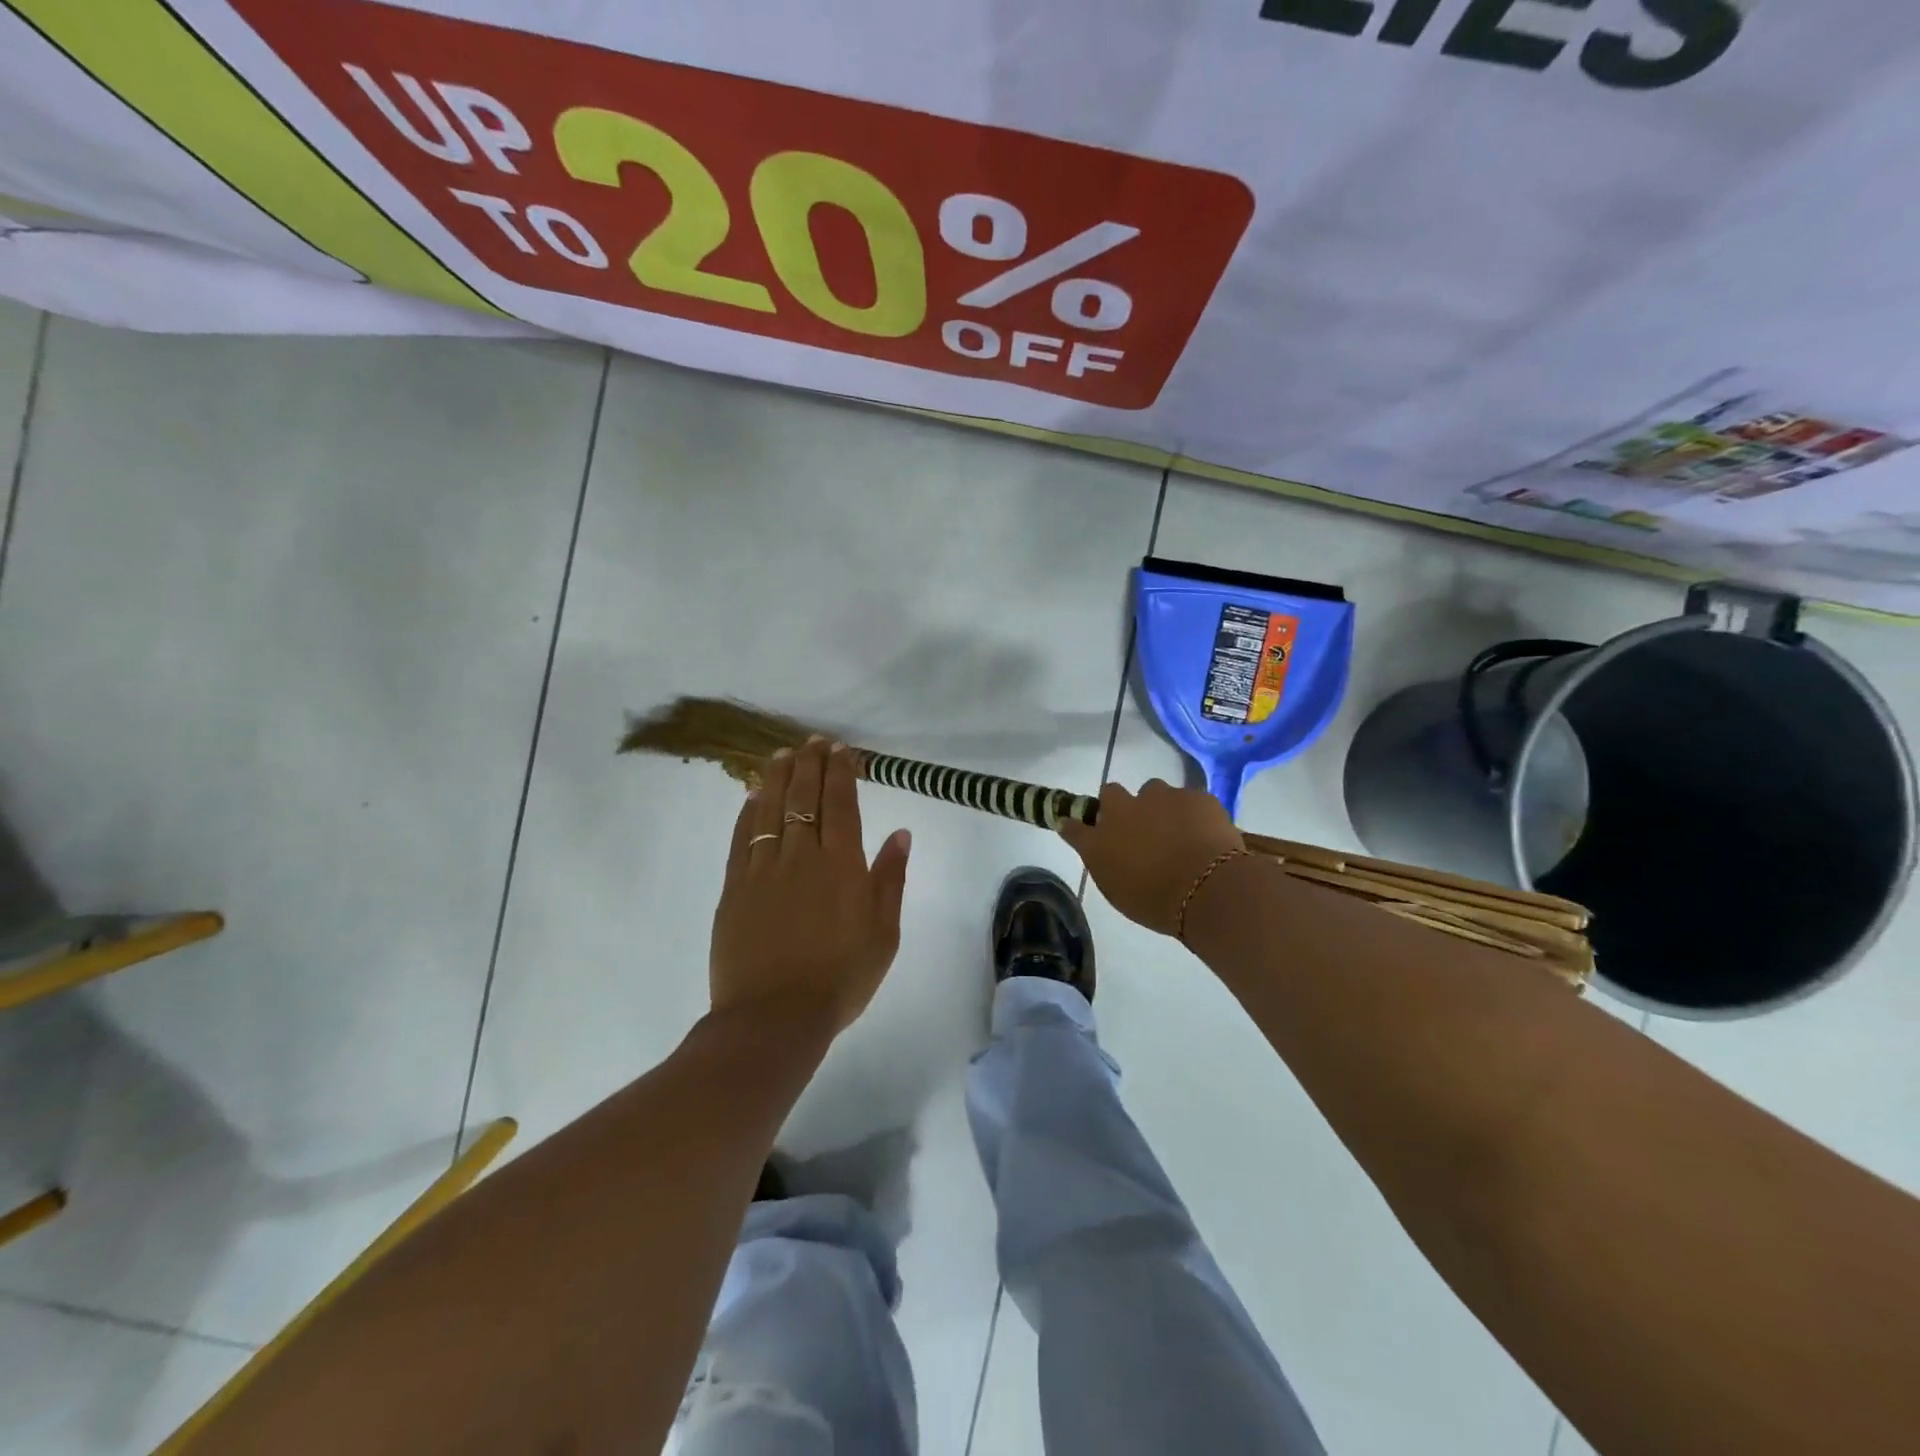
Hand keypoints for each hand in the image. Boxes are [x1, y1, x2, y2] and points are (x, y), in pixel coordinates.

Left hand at [709, 737, 911, 1032]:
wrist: (775, 1017)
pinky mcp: (735, 888)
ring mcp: (763, 870)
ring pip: (770, 810)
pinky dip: (748, 812)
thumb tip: (900, 833)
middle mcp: (802, 856)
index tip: (840, 749)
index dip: (841, 772)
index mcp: (842, 865)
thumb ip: (890, 879)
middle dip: (810, 764)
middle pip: (804, 797)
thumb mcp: (884, 933)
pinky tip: (753, 796)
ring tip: (782, 755)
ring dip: (778, 778)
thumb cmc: (841, 978)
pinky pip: (742, 838)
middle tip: (813, 742)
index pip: (841, 803)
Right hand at [1058, 779, 1243, 936]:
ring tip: (1176, 831)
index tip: (1083, 829)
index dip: (1078, 826)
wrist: (1207, 889)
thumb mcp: (1119, 891)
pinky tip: (1203, 834)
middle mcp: (1123, 810)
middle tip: (1137, 829)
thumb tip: (1096, 845)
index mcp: (1099, 839)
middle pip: (1111, 794)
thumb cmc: (1156, 902)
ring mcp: (1160, 798)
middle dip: (1121, 806)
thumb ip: (1105, 863)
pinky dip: (1192, 813)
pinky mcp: (1194, 796)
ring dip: (1158, 806)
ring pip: (1153, 792)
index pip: (1074, 826)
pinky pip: (1188, 800)